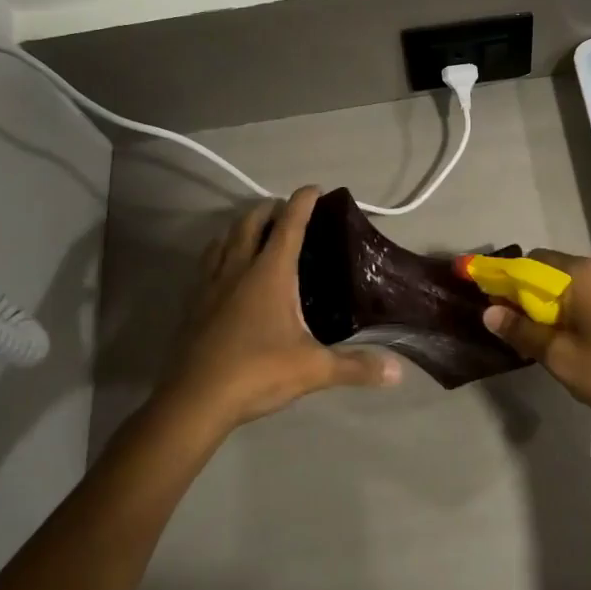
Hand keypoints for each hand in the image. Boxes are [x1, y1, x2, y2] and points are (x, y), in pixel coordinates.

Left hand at [157, 187, 401, 434]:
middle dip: (268, 209)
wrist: (194, 401)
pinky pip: (207, 265)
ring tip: (253, 231)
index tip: (314, 188)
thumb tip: (397, 371)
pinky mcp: (193, 305)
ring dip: (240, 228)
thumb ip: (355, 366)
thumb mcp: (314, 370)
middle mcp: (238, 269)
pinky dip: (220, 254)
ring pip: (223, 240)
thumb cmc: (257, 373)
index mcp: (270, 273)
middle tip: (285, 209)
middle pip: (250, 223)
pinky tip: (225, 272)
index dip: (302, 202)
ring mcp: (210, 286)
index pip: (289, 225)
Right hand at [483, 250, 590, 448]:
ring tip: (542, 338)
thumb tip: (489, 311)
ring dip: (553, 304)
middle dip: (528, 294)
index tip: (491, 303)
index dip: (505, 280)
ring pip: (574, 284)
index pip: (530, 262)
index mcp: (583, 274)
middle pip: (552, 270)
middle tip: (514, 328)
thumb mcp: (561, 358)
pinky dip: (576, 309)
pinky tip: (575, 339)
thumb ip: (523, 331)